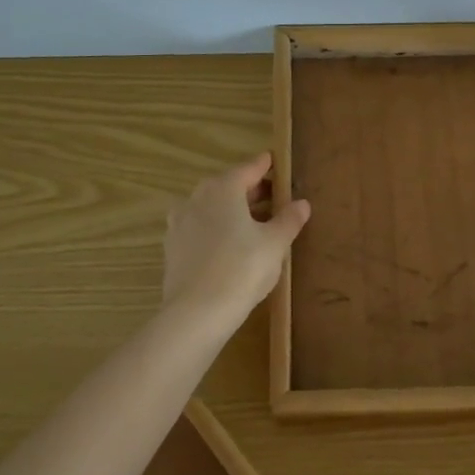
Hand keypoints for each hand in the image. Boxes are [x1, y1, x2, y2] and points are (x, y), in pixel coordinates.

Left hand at [161, 153, 310, 320]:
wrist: (196, 313)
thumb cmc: (242, 269)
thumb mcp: (275, 244)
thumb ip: (289, 220)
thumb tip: (301, 203)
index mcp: (223, 189)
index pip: (249, 168)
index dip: (266, 165)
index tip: (275, 161)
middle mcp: (197, 198)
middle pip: (228, 186)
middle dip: (250, 190)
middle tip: (273, 196)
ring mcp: (180, 223)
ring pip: (211, 207)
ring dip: (232, 210)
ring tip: (254, 223)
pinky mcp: (172, 248)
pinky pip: (200, 228)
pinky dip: (216, 229)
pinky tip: (230, 245)